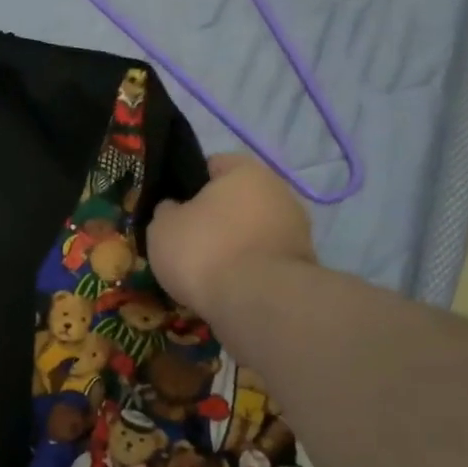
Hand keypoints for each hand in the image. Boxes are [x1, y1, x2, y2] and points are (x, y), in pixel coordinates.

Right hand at [146, 153, 314, 316]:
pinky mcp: (304, 264)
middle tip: (188, 240)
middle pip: (238, 199)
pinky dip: (250, 269)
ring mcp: (297, 229)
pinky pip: (266, 259)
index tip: (173, 206)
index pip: (214, 164)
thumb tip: (175, 208)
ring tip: (207, 270)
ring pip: (254, 230)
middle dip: (216, 217)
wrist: (257, 302)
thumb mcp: (162, 226)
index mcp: (245, 171)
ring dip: (235, 244)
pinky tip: (229, 287)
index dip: (190, 182)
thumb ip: (167, 210)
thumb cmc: (203, 251)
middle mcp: (279, 191)